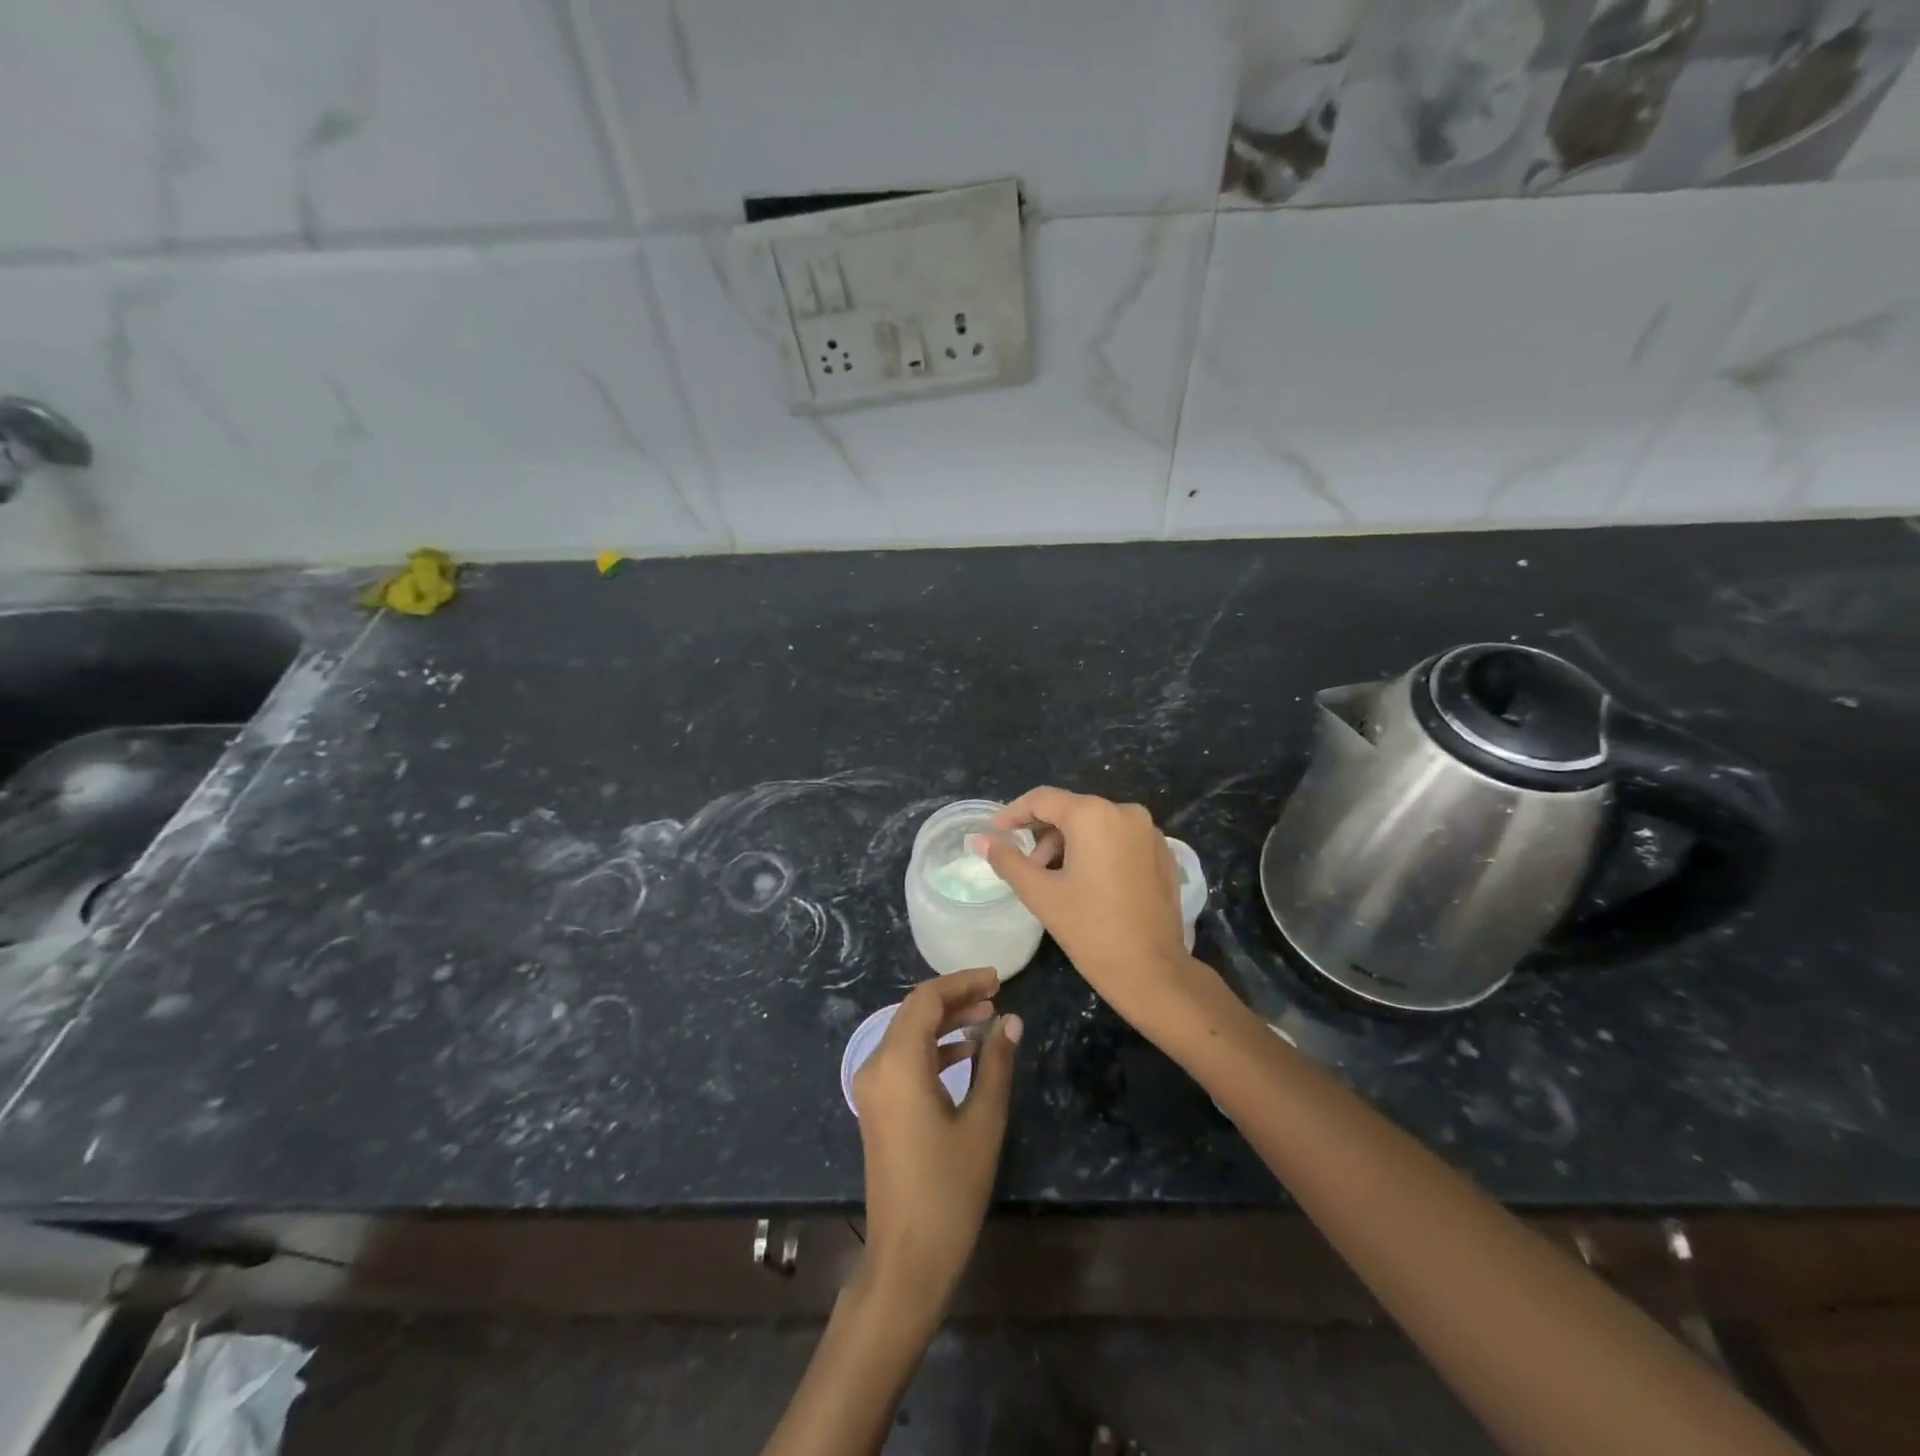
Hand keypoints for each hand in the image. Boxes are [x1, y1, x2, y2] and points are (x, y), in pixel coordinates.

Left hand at [850, 966, 1020, 1313]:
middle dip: (955, 998)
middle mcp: (877, 1066)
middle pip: (914, 1011)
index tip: (998, 979)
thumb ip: (996, 1064)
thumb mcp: (983, 1122)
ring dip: (945, 1021)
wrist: (907, 1258)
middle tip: (996, 994)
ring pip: (908, 1033)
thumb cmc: (949, 1189)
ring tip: (988, 1017)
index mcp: (898, 1064)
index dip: (962, 982)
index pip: (926, 999)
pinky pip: (903, 1058)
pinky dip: (933, 1046)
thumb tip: (1011, 1021)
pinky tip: (966, 1052)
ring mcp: (872, 1087)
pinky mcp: (877, 1106)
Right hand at [985, 788, 1209, 1032]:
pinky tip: (1088, 885)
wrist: (1153, 972)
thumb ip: (1008, 860)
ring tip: (1056, 881)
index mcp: (1093, 815)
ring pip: (1096, 825)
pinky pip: (1119, 839)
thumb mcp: (1041, 894)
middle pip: (1071, 810)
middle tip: (1027, 868)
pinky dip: (1097, 851)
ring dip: (1069, 845)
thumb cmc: (1091, 930)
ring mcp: (1149, 832)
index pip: (1042, 799)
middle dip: (1043, 835)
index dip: (1013, 813)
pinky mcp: (1163, 853)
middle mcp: (1125, 812)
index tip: (996, 834)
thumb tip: (981, 840)